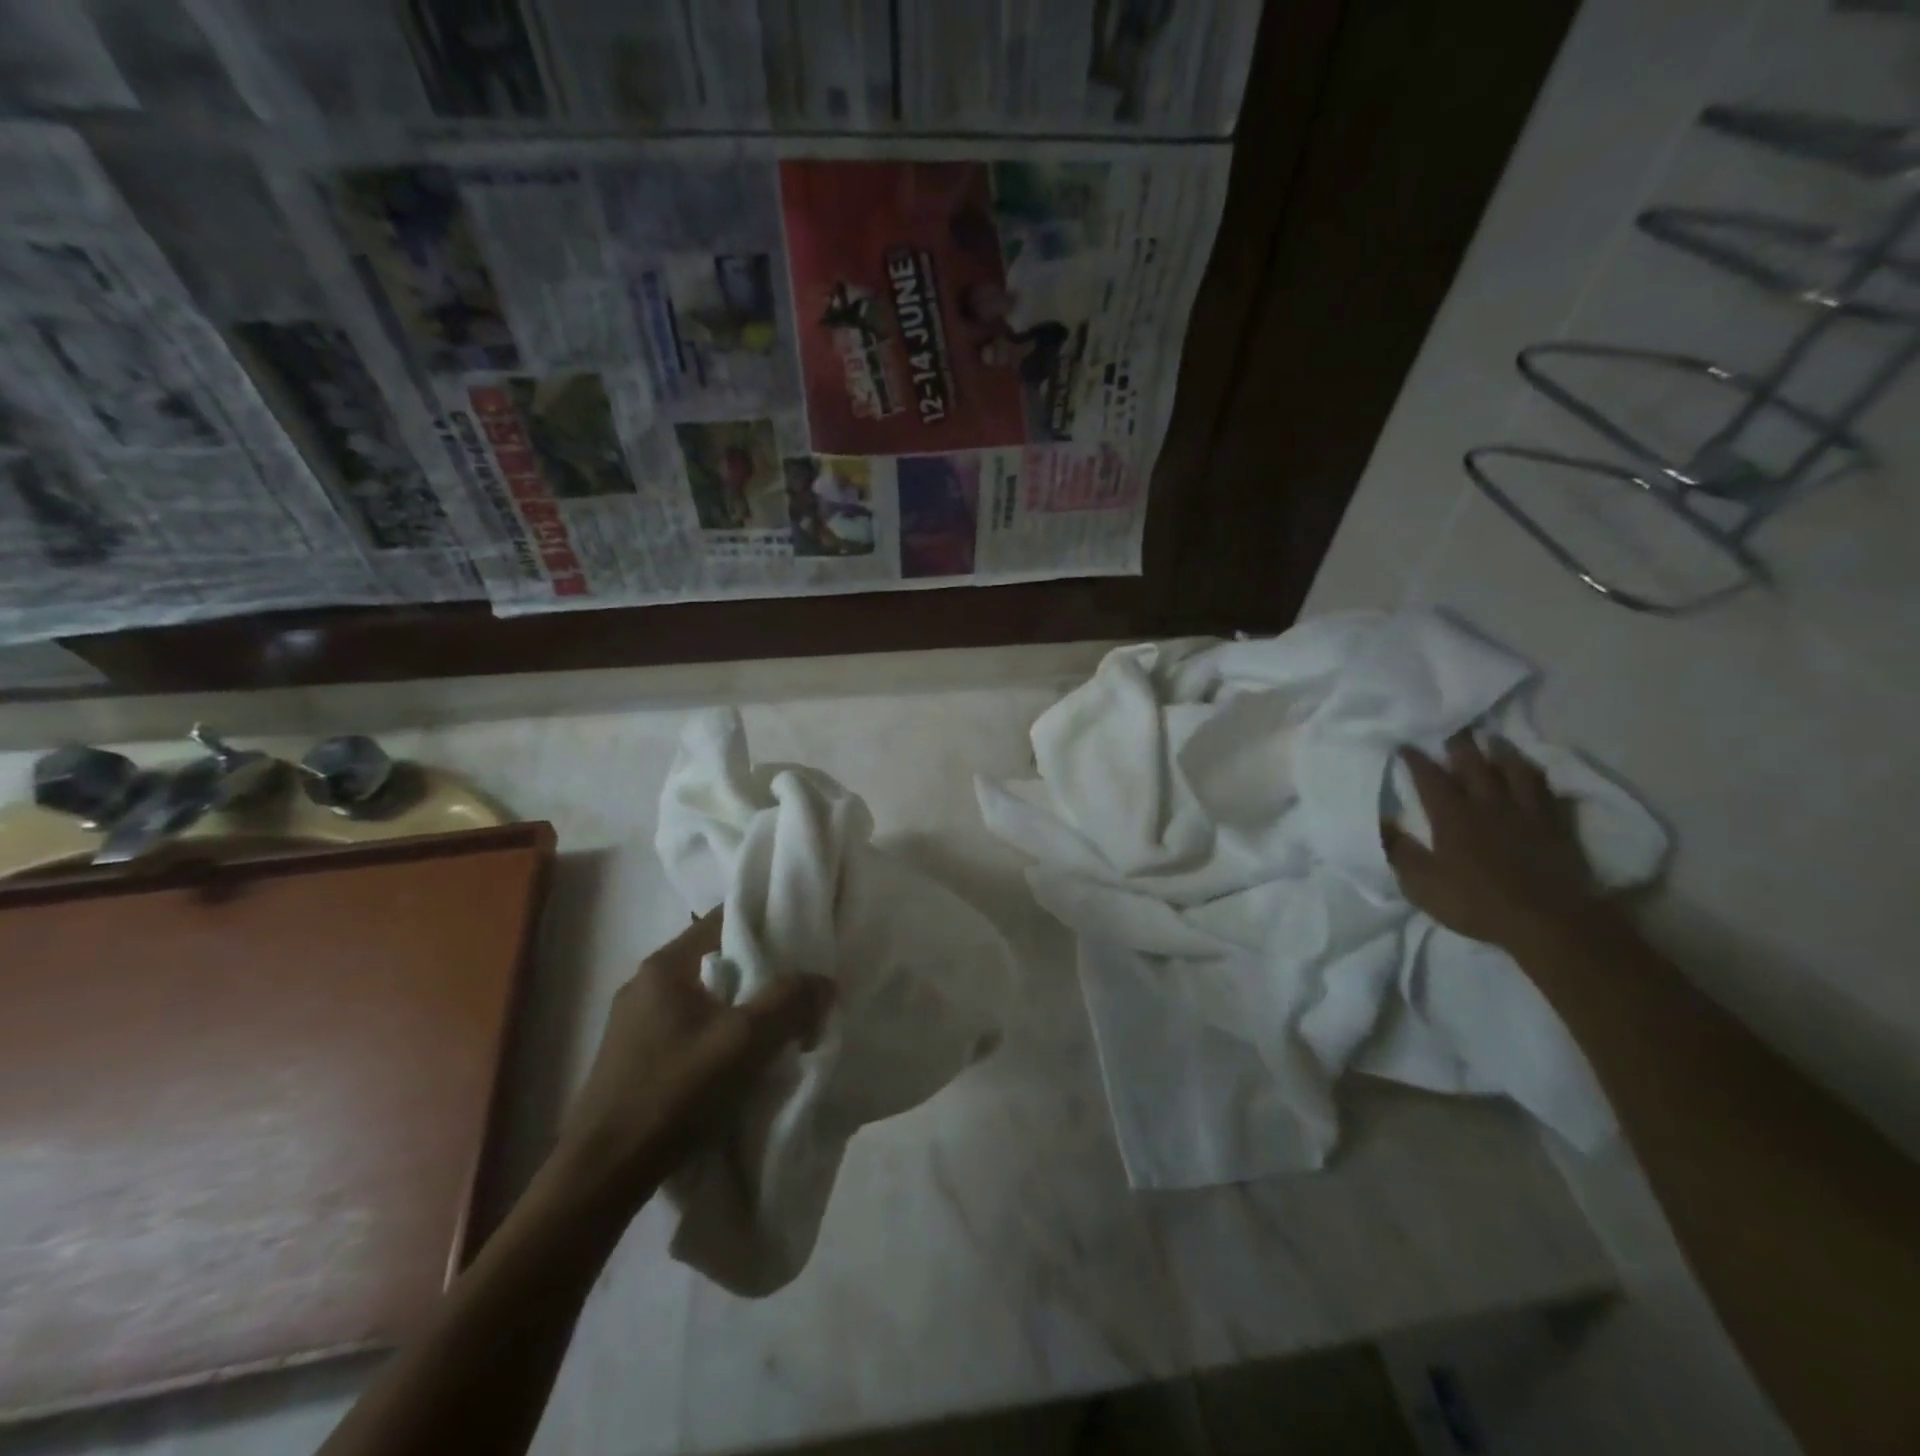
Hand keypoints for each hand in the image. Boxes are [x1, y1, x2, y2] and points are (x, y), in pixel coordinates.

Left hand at [554, 910, 831, 1205]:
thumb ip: (788, 1003)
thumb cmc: (672, 1094)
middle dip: (759, 968)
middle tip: (800, 981)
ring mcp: (633, 1023)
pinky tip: (738, 1057)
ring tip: (777, 1021)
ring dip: (739, 1005)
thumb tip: (823, 981)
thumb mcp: (743, 1043)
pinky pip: (688, 1026)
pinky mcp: (632, 1058)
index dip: (765, 920)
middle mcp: (644, 984)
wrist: (600, 1176)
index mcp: (664, 966)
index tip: (802, 931)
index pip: (722, 920)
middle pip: (715, 958)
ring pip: (703, 996)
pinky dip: (717, 1031)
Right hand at [1382, 731, 1602, 950]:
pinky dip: (1541, 781)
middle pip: (1474, 765)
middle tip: (1453, 727)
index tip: (1405, 744)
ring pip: (1515, 772)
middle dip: (1460, 744)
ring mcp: (1526, 814)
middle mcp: (1488, 805)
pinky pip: (1550, 795)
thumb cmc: (1475, 902)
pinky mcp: (1556, 828)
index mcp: (1452, 816)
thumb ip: (1399, 850)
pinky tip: (1537, 777)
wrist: (1547, 922)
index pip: (1430, 777)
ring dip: (1503, 753)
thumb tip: (1379, 821)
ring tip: (1495, 740)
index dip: (1416, 759)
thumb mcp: (1421, 883)